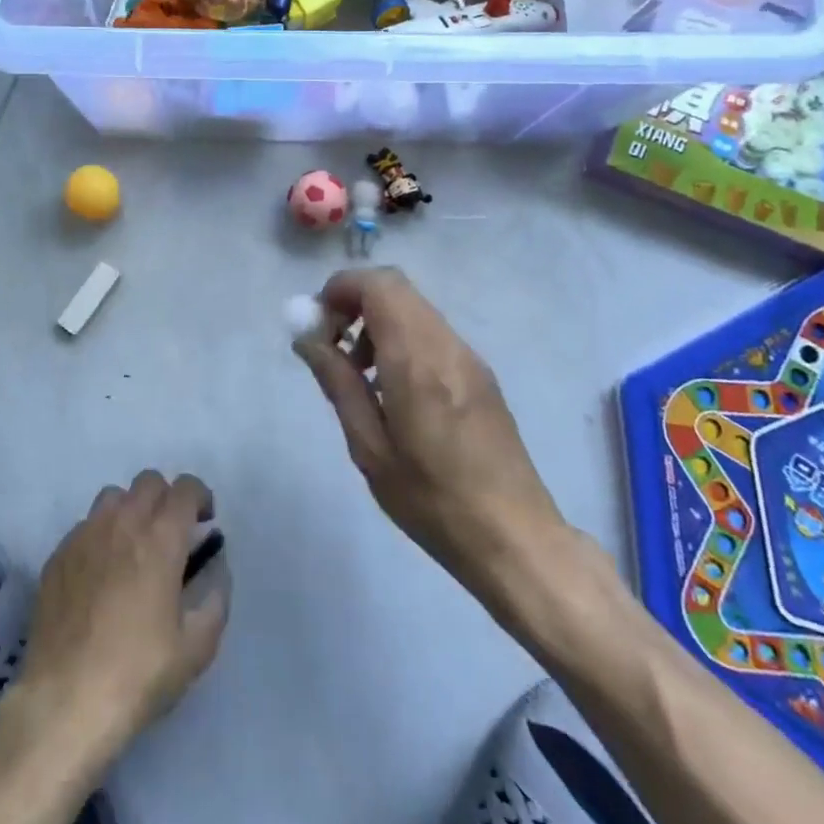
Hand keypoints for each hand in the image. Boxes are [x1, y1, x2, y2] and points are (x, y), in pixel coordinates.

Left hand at [13, 472, 229, 764]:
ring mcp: (85, 535)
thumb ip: (215, 599)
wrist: (65, 700)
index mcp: (160, 538)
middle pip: (148, 482)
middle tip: (171, 533)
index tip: (204, 521)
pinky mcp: (59, 554)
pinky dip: (101, 535)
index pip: (184, 489)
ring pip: (114, 496)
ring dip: (131, 509)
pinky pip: (86, 525)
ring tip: (134, 546)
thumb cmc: (138, 674)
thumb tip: (216, 568)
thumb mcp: (196, 648)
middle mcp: (122, 523)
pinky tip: (101, 572)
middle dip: (166, 498)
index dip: (199, 497)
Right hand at [294, 267, 571, 624]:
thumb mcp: (370, 447)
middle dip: (355, 302)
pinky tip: (393, 389)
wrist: (516, 539)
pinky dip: (402, 338)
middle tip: (332, 344)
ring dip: (378, 321)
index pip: (379, 285)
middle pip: (395, 288)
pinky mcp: (481, 373)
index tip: (317, 323)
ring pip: (414, 308)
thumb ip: (337, 382)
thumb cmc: (432, 500)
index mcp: (417, 360)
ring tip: (360, 374)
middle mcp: (446, 345)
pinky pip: (432, 332)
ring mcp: (469, 357)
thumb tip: (307, 338)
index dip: (341, 288)